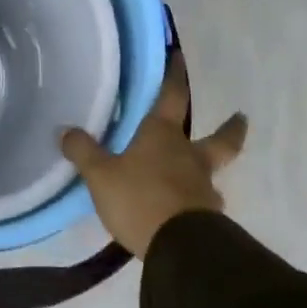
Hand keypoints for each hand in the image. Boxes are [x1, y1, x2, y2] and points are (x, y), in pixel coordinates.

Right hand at [60, 52, 248, 258]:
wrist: (181, 250)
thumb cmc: (140, 199)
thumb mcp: (100, 174)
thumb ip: (83, 151)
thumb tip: (66, 131)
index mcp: (163, 136)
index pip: (172, 96)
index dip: (175, 75)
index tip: (179, 57)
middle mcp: (189, 156)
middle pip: (219, 139)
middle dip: (230, 127)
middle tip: (241, 117)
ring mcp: (203, 189)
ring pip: (212, 172)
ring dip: (210, 170)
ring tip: (203, 175)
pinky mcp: (208, 219)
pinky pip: (204, 203)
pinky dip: (198, 202)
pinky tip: (188, 209)